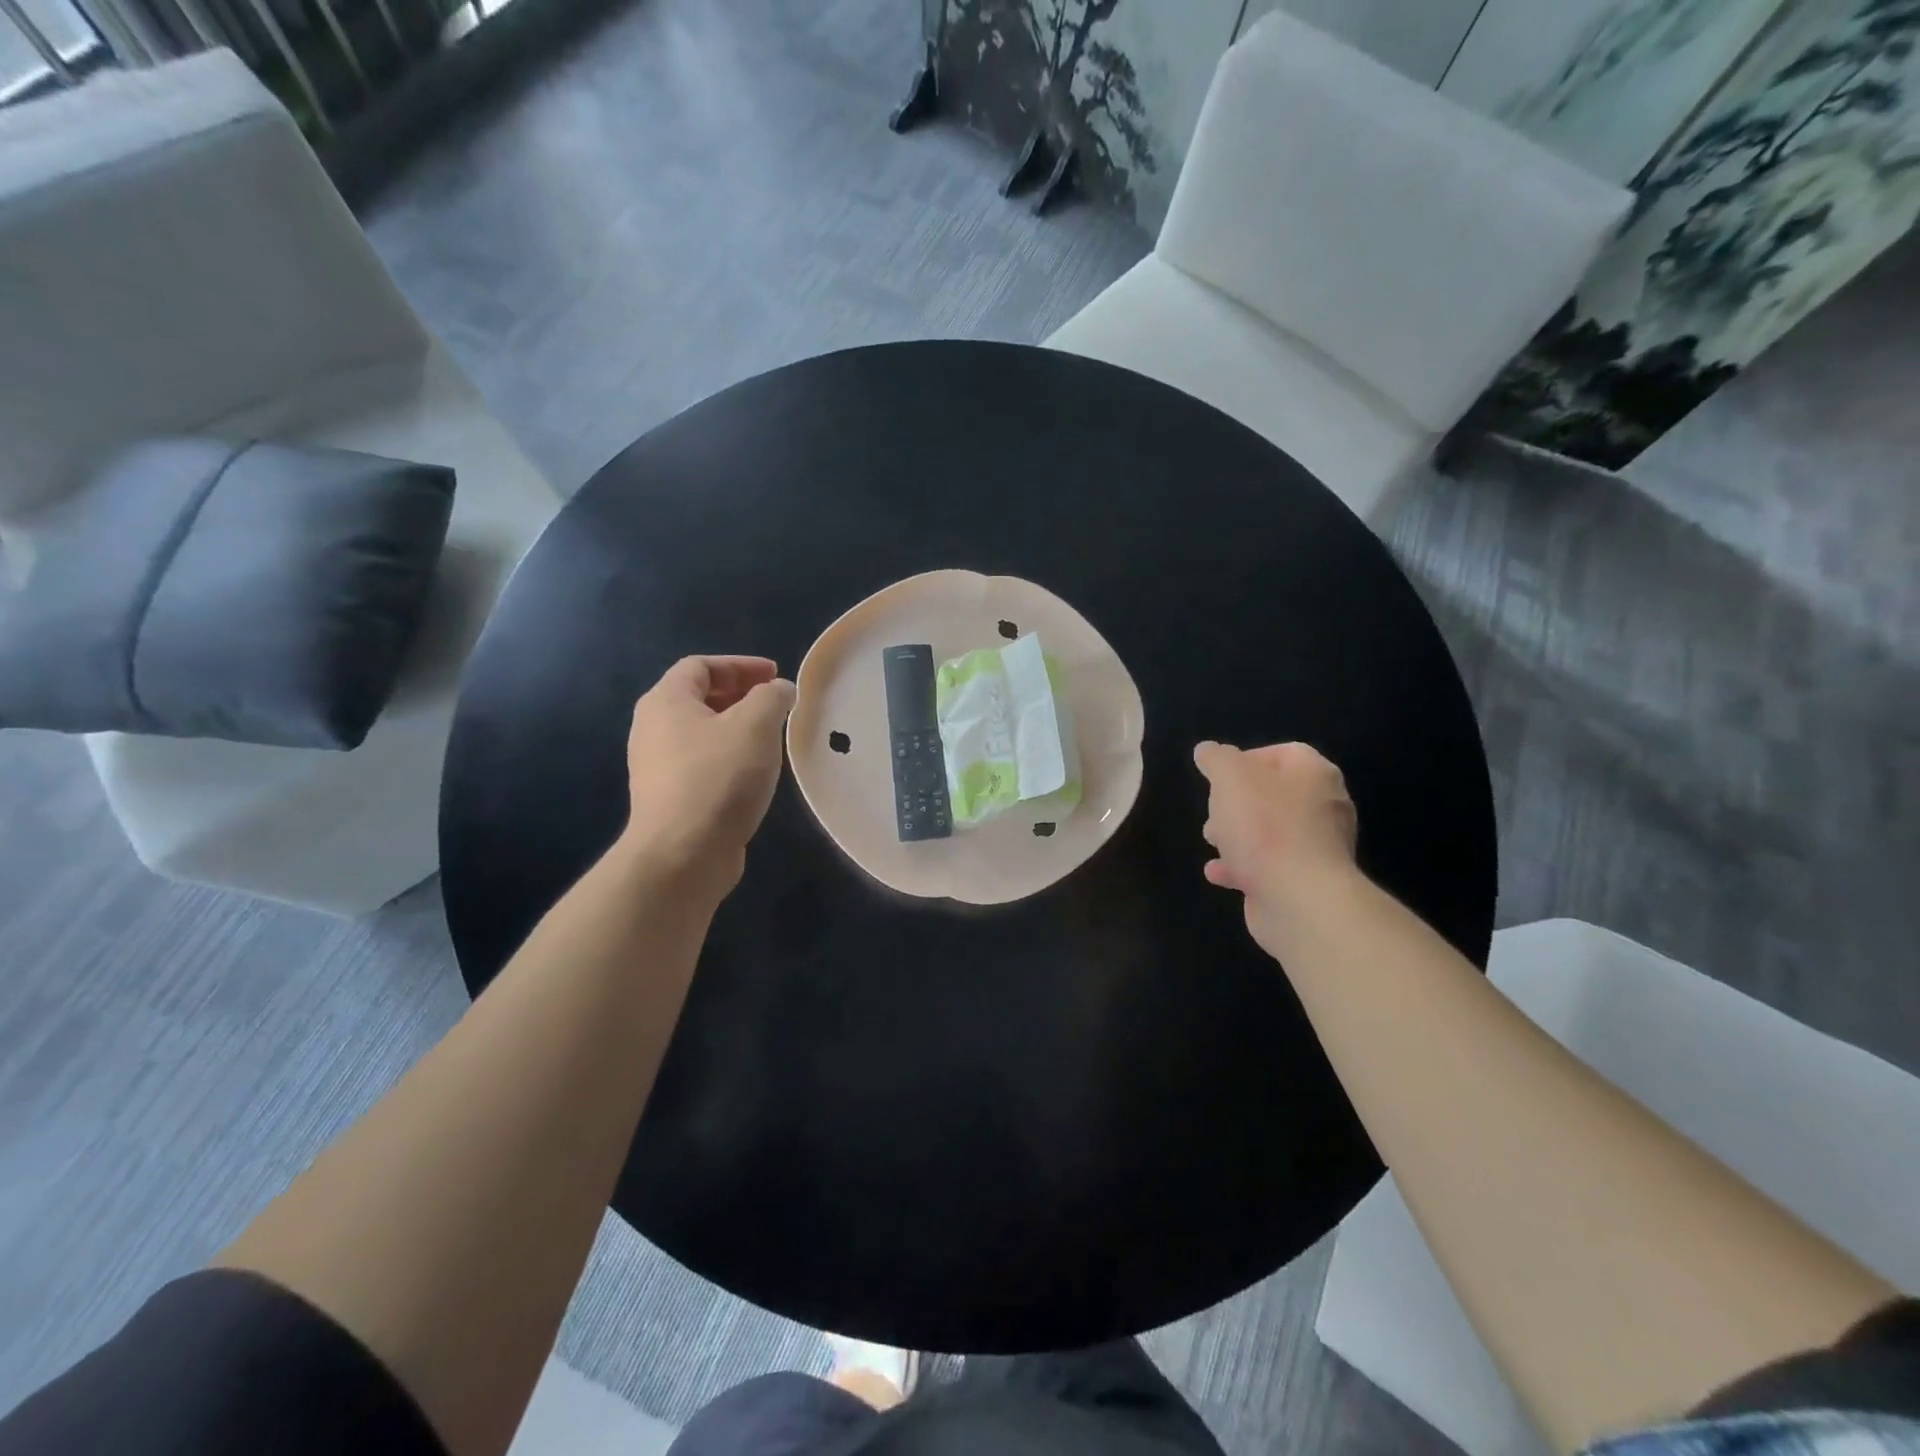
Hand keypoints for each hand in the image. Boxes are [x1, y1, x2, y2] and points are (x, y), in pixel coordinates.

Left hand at [623, 656, 795, 897]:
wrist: (683, 854)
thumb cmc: (718, 777)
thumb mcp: (755, 725)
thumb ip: (772, 697)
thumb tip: (779, 690)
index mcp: (666, 702)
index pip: (700, 666)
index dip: (740, 665)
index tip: (775, 675)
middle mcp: (653, 729)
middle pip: (698, 698)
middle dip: (740, 694)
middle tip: (775, 703)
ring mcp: (658, 767)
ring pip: (702, 733)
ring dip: (737, 728)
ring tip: (771, 737)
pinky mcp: (670, 798)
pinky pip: (703, 763)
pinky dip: (730, 757)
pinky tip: (755, 773)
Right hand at [1194, 741, 1358, 957]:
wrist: (1299, 899)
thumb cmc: (1266, 826)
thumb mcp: (1230, 776)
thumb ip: (1216, 759)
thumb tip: (1208, 751)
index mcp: (1315, 774)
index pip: (1285, 753)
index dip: (1248, 758)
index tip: (1219, 775)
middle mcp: (1324, 807)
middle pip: (1275, 794)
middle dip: (1237, 802)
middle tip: (1214, 811)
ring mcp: (1317, 849)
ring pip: (1271, 832)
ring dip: (1237, 835)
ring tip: (1212, 842)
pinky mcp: (1305, 883)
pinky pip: (1269, 867)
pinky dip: (1243, 867)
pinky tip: (1219, 874)